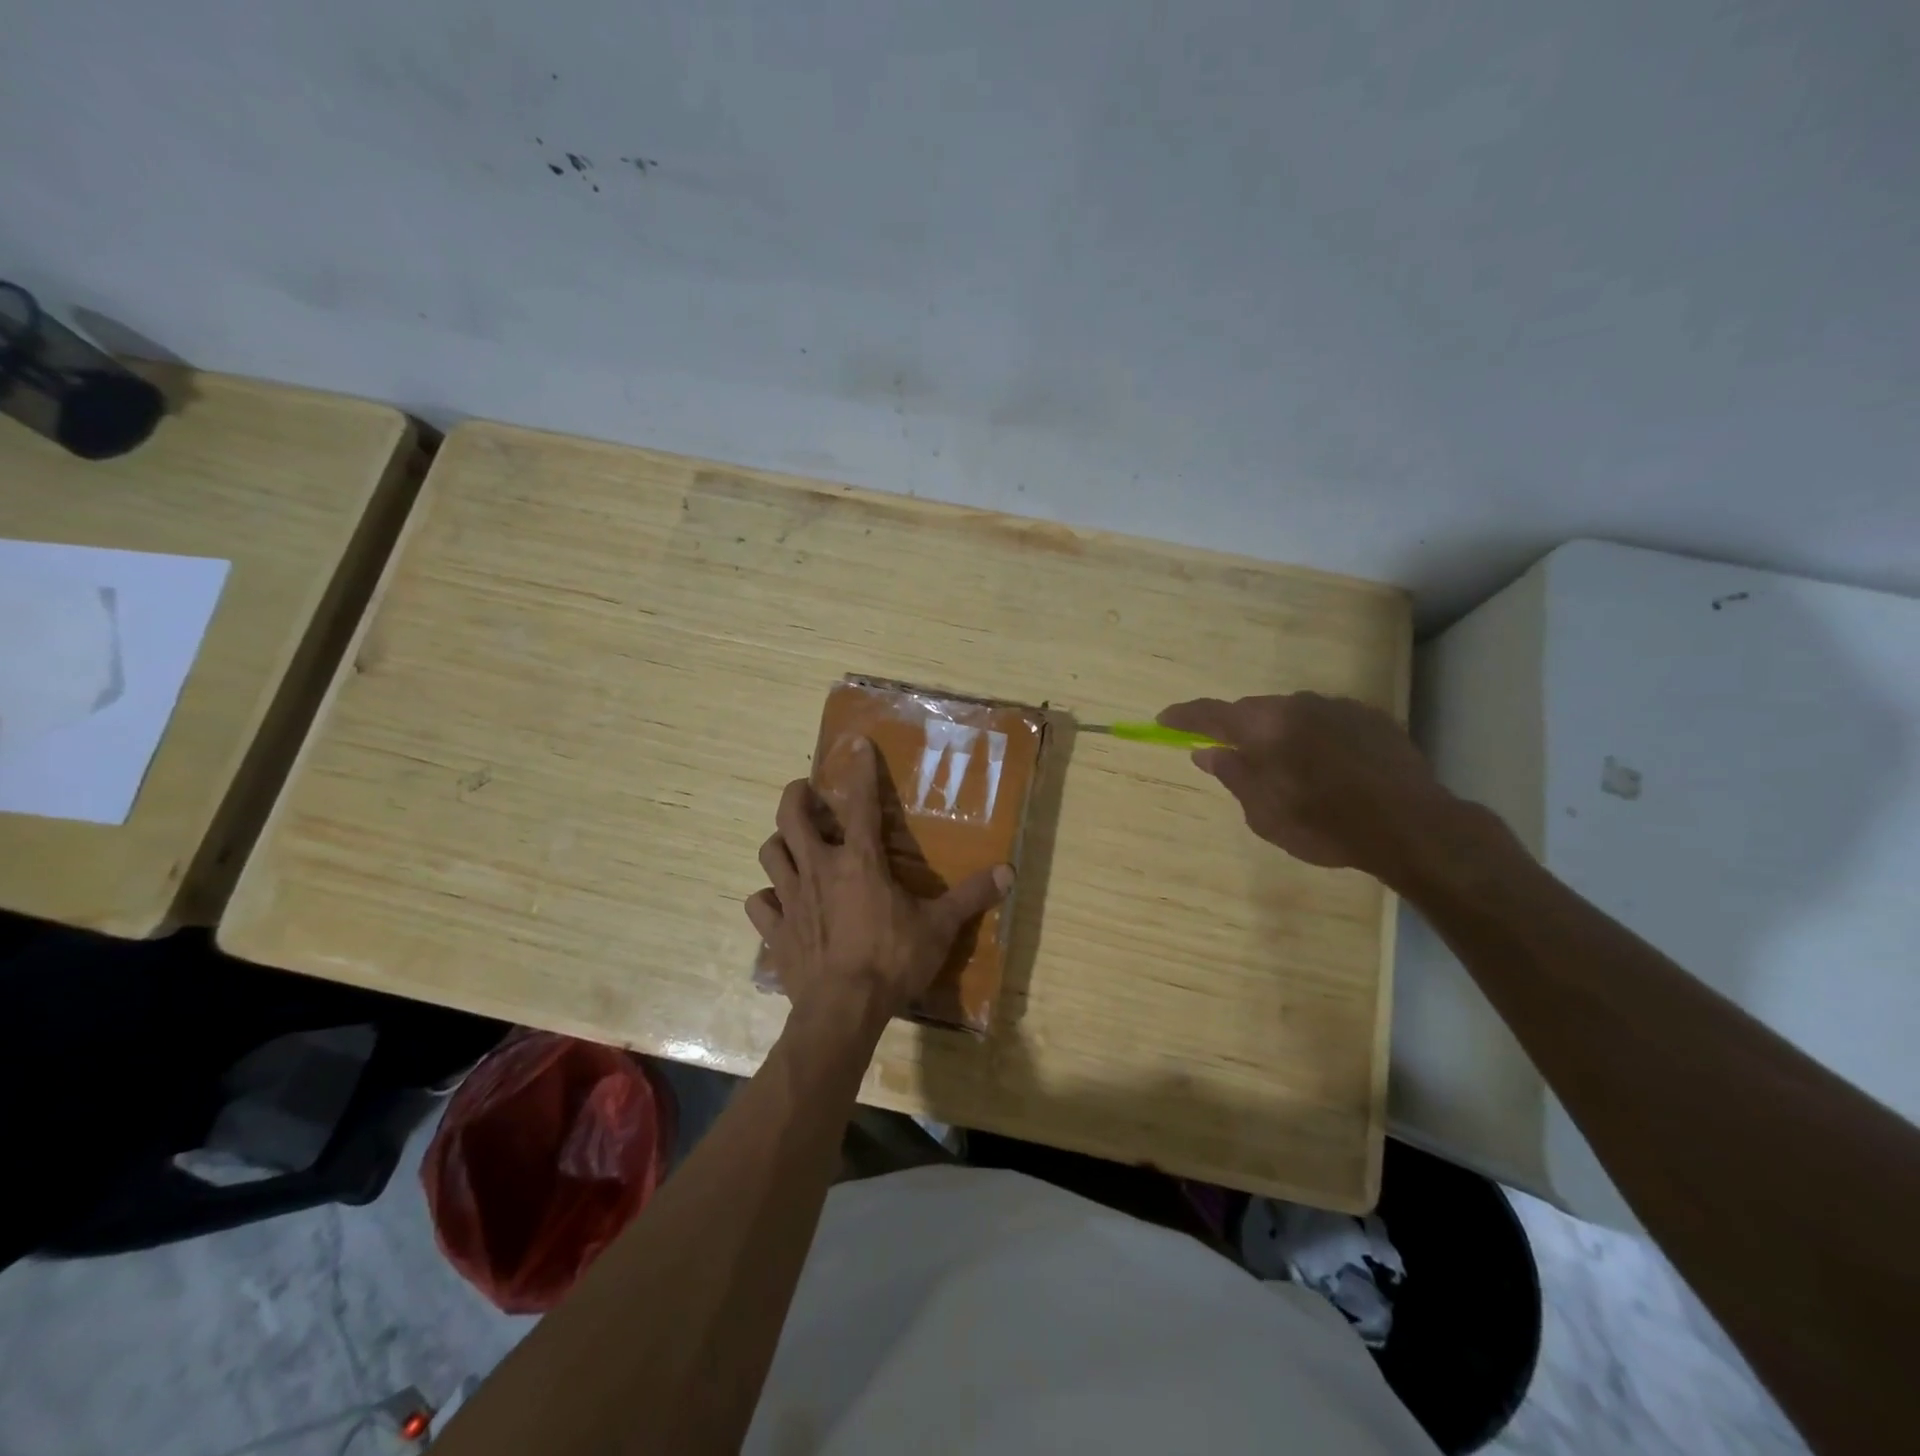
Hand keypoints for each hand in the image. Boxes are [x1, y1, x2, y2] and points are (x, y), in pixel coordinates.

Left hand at [746, 737, 1012, 1029]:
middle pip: (791, 817)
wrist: (842, 1011)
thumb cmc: (891, 961)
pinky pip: (759, 904)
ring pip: (770, 853)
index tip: (855, 743)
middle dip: (797, 796)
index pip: (860, 803)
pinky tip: (778, 901)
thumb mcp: (938, 928)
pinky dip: (766, 898)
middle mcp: (819, 869)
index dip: (859, 770)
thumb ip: (970, 897)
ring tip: (792, 843)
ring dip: (779, 843)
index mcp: (859, 861)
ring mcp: (791, 899)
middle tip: (807, 793)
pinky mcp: (774, 931)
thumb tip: (1008, 872)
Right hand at [1158, 692, 1465, 885]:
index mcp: (1264, 728)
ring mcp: (1335, 706)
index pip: (1210, 713)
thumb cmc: (1326, 827)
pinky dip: (1311, 734)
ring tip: (1285, 766)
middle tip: (1229, 754)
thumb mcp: (1265, 815)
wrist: (1412, 826)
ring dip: (1276, 731)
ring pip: (1289, 712)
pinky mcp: (1367, 715)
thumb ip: (1233, 776)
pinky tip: (1325, 764)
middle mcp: (1296, 705)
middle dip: (1235, 728)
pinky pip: (1323, 718)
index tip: (1163, 720)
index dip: (1183, 716)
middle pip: (1251, 709)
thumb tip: (1206, 752)